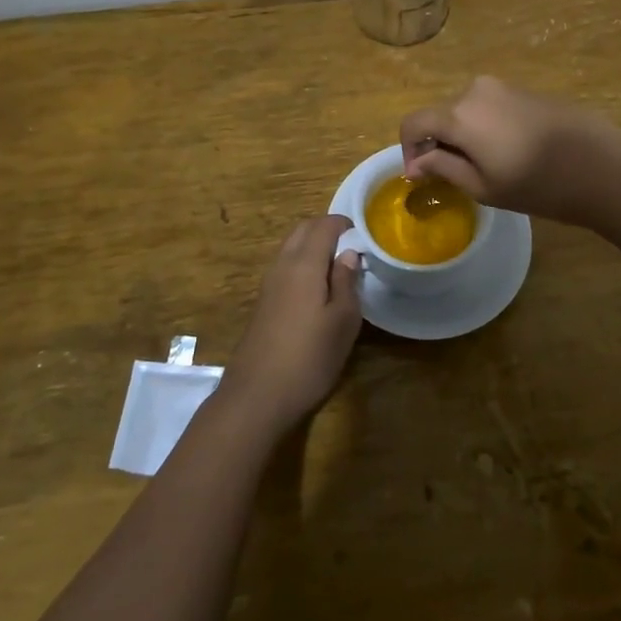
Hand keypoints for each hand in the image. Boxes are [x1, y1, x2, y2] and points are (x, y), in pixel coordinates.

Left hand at [223, 215, 362, 433]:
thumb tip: (348, 253)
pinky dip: (302, 263)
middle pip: (303, 230)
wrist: (256, 397)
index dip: (344, 224)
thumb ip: (347, 282)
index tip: (364, 235)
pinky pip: (285, 266)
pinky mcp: (263, 302)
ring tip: (337, 267)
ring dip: (313, 246)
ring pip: (291, 247)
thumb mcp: (343, 322)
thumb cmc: (309, 358)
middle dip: (327, 229)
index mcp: (304, 264)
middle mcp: (283, 265)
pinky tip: (316, 289)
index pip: (324, 225)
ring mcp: (268, 283)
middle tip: (351, 247)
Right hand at [399, 76, 620, 224]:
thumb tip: (416, 164)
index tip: (421, 176)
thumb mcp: (483, 186)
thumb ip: (443, 168)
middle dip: (438, 143)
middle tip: (454, 177)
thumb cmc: (537, 183)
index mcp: (459, 114)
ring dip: (463, 135)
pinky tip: (510, 152)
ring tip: (486, 167)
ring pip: (466, 111)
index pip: (414, 122)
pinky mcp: (524, 90)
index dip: (409, 149)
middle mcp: (474, 90)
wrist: (601, 165)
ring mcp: (502, 86)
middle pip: (440, 115)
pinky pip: (490, 107)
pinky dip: (486, 127)